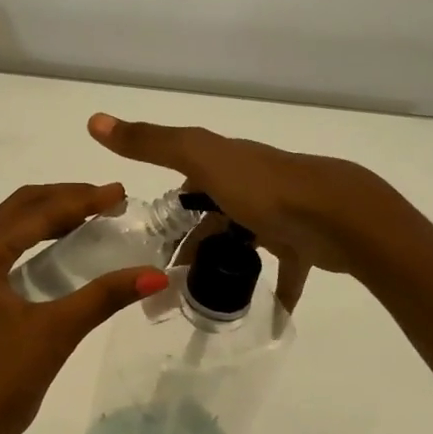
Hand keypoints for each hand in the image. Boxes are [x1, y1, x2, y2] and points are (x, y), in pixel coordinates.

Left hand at [0, 182, 168, 433]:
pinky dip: (34, 245)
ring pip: (8, 232)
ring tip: (93, 217)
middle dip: (64, 200)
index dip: (81, 199)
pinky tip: (62, 253)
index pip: (35, 212)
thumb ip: (104, 297)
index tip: (121, 192)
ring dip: (48, 220)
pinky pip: (3, 256)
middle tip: (110, 200)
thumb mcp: (53, 334)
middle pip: (17, 211)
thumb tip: (157, 275)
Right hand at [88, 113, 398, 307]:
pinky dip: (275, 289)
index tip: (150, 245)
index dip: (170, 211)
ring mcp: (281, 213)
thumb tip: (93, 120)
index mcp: (227, 163)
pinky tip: (265, 312)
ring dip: (223, 264)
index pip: (189, 182)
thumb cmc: (264, 188)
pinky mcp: (304, 244)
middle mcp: (253, 184)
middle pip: (214, 216)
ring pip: (243, 241)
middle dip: (192, 245)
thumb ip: (150, 143)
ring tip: (200, 298)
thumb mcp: (200, 158)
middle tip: (168, 284)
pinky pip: (284, 270)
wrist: (339, 215)